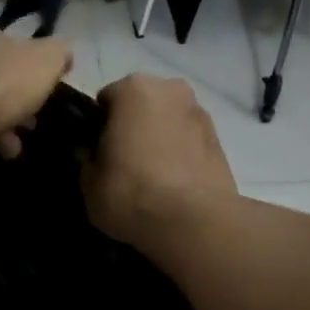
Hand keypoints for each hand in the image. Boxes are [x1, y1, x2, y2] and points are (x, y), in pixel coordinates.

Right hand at [84, 74, 236, 249]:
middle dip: (132, 127)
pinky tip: (173, 184)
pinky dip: (180, 155)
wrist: (193, 221)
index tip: (97, 152)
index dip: (98, 127)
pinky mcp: (221, 141)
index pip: (106, 99)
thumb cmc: (131, 192)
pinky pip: (189, 142)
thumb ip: (88, 159)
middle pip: (142, 105)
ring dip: (159, 139)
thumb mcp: (88, 182)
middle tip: (123, 163)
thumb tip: (94, 155)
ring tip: (151, 178)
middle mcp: (171, 89)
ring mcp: (201, 113)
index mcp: (133, 88)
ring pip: (168, 122)